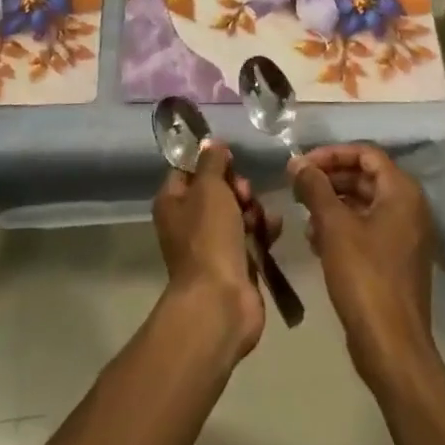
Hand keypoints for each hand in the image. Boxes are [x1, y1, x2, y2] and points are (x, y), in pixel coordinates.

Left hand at [153, 141, 281, 359]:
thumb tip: (211, 142)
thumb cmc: (209, 237)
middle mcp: (188, 222)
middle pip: (217, 189)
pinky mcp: (236, 262)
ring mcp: (212, 244)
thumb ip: (212, 161)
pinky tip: (273, 229)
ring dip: (253, 209)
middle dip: (236, 188)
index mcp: (172, 203)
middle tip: (244, 194)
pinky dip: (263, 230)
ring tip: (260, 218)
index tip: (230, 158)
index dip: (210, 161)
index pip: (188, 169)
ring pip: (238, 211)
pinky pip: (252, 235)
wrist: (221, 301)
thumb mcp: (209, 188)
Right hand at [291, 144, 436, 386]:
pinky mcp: (396, 260)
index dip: (332, 154)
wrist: (392, 347)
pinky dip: (342, 228)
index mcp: (402, 192)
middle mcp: (409, 208)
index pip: (366, 154)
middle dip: (330, 180)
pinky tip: (315, 241)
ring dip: (332, 204)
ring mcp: (405, 236)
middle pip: (365, 177)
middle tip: (297, 187)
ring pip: (364, 204)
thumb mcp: (334, 226)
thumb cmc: (365, 277)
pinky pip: (367, 229)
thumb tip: (297, 162)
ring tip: (303, 215)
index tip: (302, 165)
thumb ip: (315, 188)